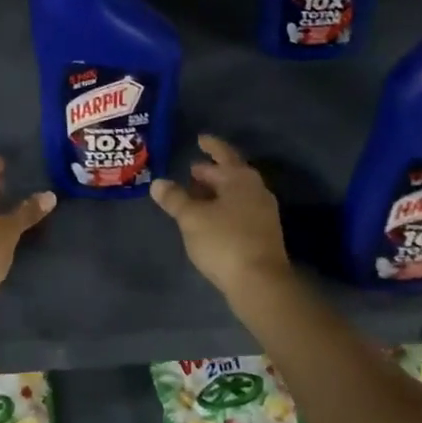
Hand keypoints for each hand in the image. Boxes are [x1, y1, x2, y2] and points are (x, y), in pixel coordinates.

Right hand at [150, 135, 291, 297]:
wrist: (260, 283)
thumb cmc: (224, 241)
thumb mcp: (192, 218)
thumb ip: (174, 198)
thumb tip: (158, 183)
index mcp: (240, 179)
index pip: (224, 154)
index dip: (211, 146)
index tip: (200, 139)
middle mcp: (256, 190)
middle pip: (231, 174)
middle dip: (211, 172)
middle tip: (191, 171)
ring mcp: (263, 212)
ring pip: (236, 193)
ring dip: (216, 192)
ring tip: (196, 195)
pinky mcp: (264, 234)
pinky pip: (240, 210)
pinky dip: (223, 207)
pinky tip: (210, 219)